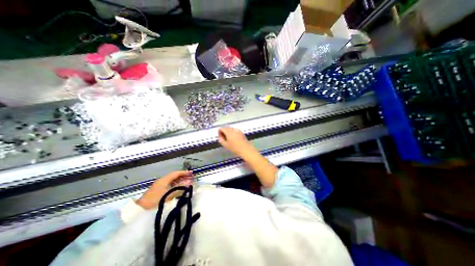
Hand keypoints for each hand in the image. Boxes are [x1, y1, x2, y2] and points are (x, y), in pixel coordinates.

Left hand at [136, 170, 192, 209]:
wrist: (140, 212)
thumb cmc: (155, 201)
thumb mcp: (169, 194)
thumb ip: (180, 187)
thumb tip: (190, 182)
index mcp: (164, 180)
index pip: (176, 173)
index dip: (184, 172)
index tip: (192, 173)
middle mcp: (162, 181)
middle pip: (174, 177)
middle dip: (183, 177)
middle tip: (191, 178)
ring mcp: (159, 187)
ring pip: (172, 182)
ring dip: (180, 182)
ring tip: (188, 183)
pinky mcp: (158, 192)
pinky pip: (170, 186)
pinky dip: (176, 186)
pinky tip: (180, 189)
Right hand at [218, 127, 255, 157]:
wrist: (245, 149)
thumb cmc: (235, 148)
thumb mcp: (226, 145)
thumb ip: (221, 139)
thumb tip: (220, 136)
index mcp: (228, 132)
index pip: (222, 128)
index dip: (219, 131)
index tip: (219, 136)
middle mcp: (233, 129)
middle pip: (226, 128)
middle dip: (224, 131)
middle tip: (223, 137)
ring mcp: (238, 130)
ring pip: (231, 129)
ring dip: (228, 132)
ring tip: (228, 138)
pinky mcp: (241, 132)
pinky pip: (235, 130)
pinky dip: (233, 132)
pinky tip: (233, 138)